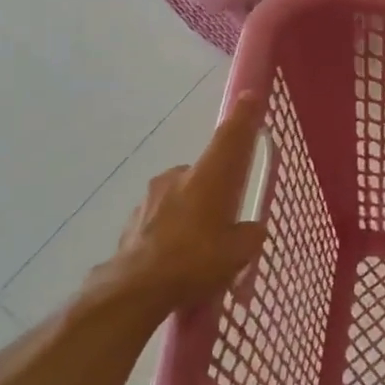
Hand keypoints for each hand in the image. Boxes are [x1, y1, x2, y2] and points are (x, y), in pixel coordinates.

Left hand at [89, 94, 267, 326]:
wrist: (134, 289)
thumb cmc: (195, 262)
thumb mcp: (238, 253)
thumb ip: (250, 235)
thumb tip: (252, 229)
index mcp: (208, 178)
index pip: (230, 138)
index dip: (243, 117)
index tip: (250, 95)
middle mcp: (178, 177)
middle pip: (205, 174)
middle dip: (215, 192)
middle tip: (224, 224)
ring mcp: (150, 197)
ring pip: (180, 197)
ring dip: (190, 213)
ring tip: (197, 250)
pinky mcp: (132, 219)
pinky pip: (160, 219)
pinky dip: (170, 231)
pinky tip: (174, 259)